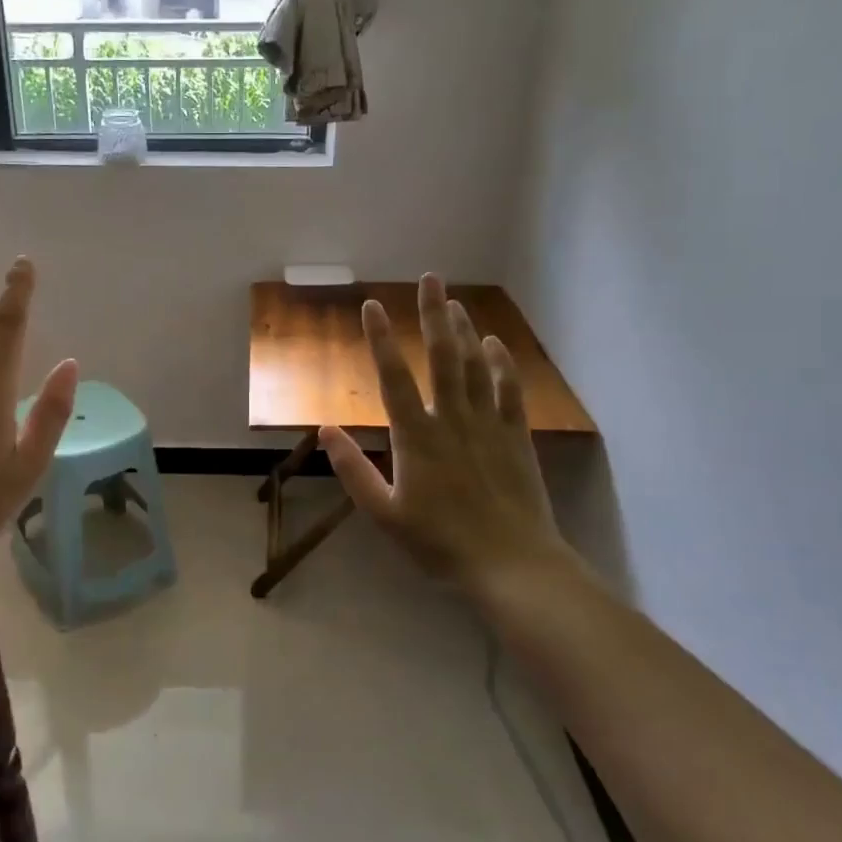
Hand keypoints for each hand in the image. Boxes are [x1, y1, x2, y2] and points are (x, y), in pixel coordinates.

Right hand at [321, 276, 577, 592]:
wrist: (511, 563)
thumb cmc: (440, 542)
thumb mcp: (384, 514)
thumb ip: (353, 470)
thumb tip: (326, 429)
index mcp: (416, 437)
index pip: (393, 377)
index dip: (380, 339)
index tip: (372, 306)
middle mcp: (452, 419)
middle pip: (441, 356)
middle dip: (432, 314)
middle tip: (429, 278)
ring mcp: (487, 424)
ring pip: (474, 366)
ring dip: (463, 330)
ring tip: (453, 301)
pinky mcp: (514, 436)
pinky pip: (508, 389)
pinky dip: (500, 363)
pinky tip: (493, 343)